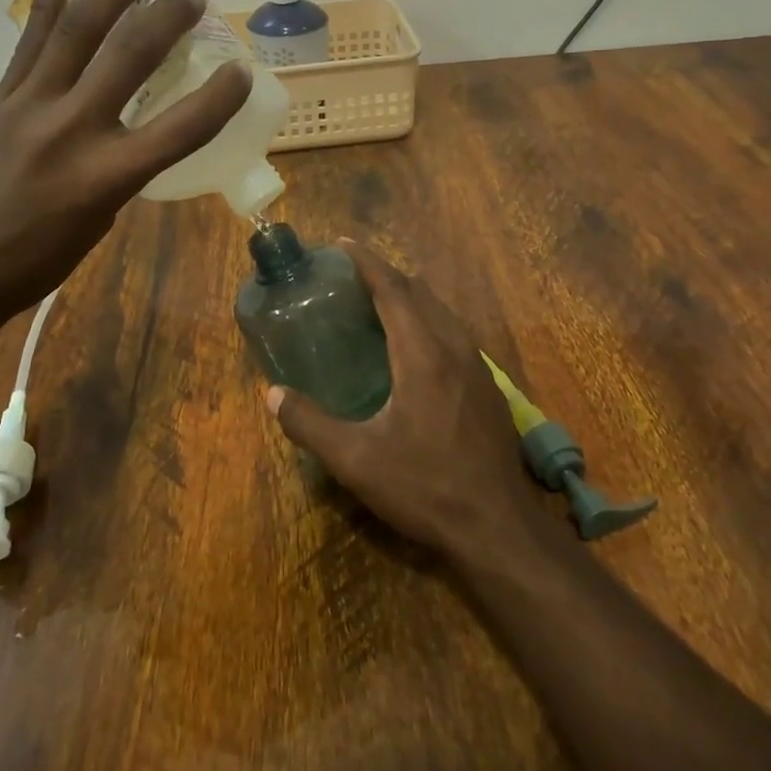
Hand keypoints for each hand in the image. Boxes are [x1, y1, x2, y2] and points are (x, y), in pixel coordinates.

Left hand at [0, 0, 250, 319]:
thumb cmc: (31, 263)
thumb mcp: (95, 224)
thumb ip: (117, 174)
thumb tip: (122, 138)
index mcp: (108, 176)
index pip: (182, 128)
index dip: (220, 97)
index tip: (242, 70)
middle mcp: (74, 129)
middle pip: (130, 56)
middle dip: (168, 18)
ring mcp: (30, 106)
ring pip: (79, 32)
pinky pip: (29, 45)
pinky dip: (48, 8)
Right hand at [265, 240, 550, 558]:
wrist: (498, 526)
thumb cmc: (425, 487)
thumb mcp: (356, 460)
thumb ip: (310, 424)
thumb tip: (272, 395)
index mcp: (422, 353)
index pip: (393, 289)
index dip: (367, 262)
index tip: (343, 243)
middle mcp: (453, 348)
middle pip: (420, 293)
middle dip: (387, 276)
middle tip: (353, 277)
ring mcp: (478, 367)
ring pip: (442, 313)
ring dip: (411, 298)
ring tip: (379, 305)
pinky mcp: (489, 388)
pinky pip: (455, 334)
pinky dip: (429, 322)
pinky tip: (415, 349)